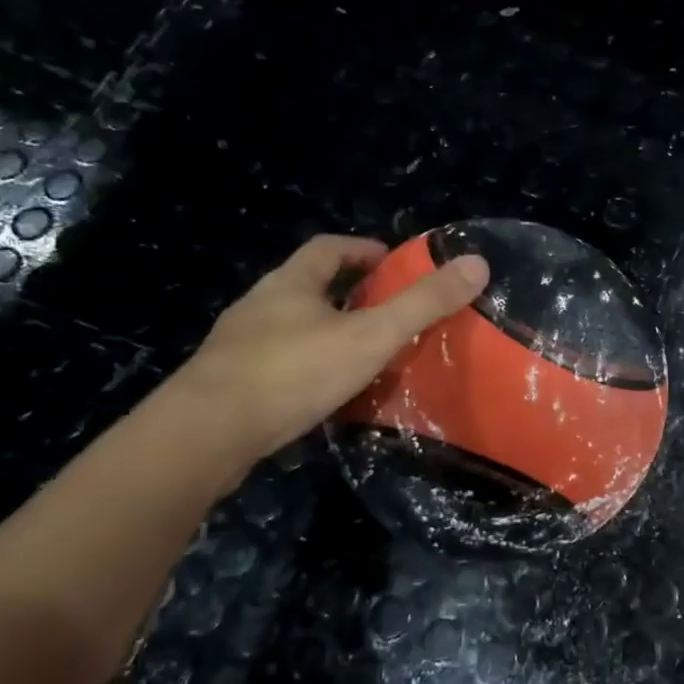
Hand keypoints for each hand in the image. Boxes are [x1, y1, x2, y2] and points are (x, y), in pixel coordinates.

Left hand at [173, 235, 489, 460]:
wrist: (206, 435)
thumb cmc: (293, 372)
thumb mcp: (370, 336)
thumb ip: (422, 304)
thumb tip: (477, 263)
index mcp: (290, 283)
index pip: (328, 248)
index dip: (363, 249)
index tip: (393, 263)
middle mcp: (260, 305)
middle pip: (309, 287)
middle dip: (349, 294)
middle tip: (388, 313)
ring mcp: (239, 346)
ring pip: (292, 328)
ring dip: (326, 333)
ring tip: (364, 355)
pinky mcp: (230, 385)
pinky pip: (278, 365)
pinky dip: (307, 369)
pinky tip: (325, 394)